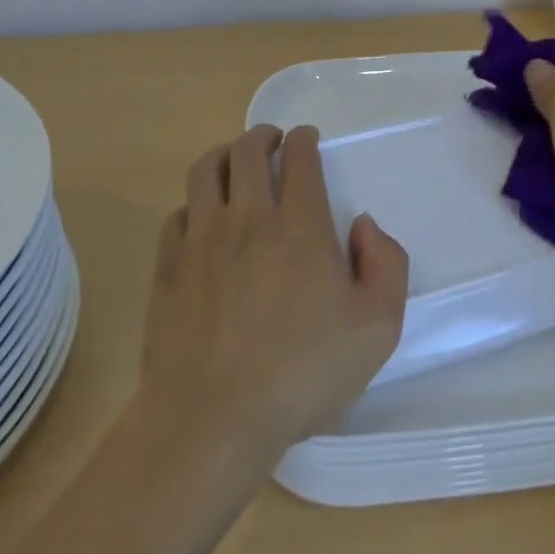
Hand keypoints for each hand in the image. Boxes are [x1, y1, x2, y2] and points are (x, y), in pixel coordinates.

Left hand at [137, 125, 408, 468]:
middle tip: (271, 140)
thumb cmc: (303, 373)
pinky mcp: (168, 267)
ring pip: (204, 171)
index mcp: (300, 227)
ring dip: (223, 154)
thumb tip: (363, 225)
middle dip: (262, 136)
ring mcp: (201, 241)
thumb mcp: (377, 328)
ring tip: (233, 160)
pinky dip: (193, 204)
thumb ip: (386, 265)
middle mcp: (248, 219)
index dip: (304, 140)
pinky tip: (201, 218)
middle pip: (247, 152)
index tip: (306, 139)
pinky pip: (177, 215)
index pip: (300, 159)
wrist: (213, 418)